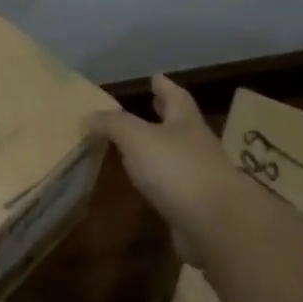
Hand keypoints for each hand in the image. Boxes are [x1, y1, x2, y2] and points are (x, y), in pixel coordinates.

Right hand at [84, 76, 237, 245]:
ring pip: (177, 153)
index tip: (156, 77)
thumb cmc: (176, 169)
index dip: (164, 86)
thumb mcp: (136, 138)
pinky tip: (145, 182)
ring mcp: (200, 177)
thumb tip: (86, 116)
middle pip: (180, 123)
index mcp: (185, 122)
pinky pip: (173, 184)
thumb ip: (112, 124)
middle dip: (165, 113)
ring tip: (138, 144)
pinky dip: (160, 178)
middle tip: (152, 103)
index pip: (175, 96)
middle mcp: (196, 145)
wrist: (216, 224)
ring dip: (160, 147)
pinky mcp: (196, 206)